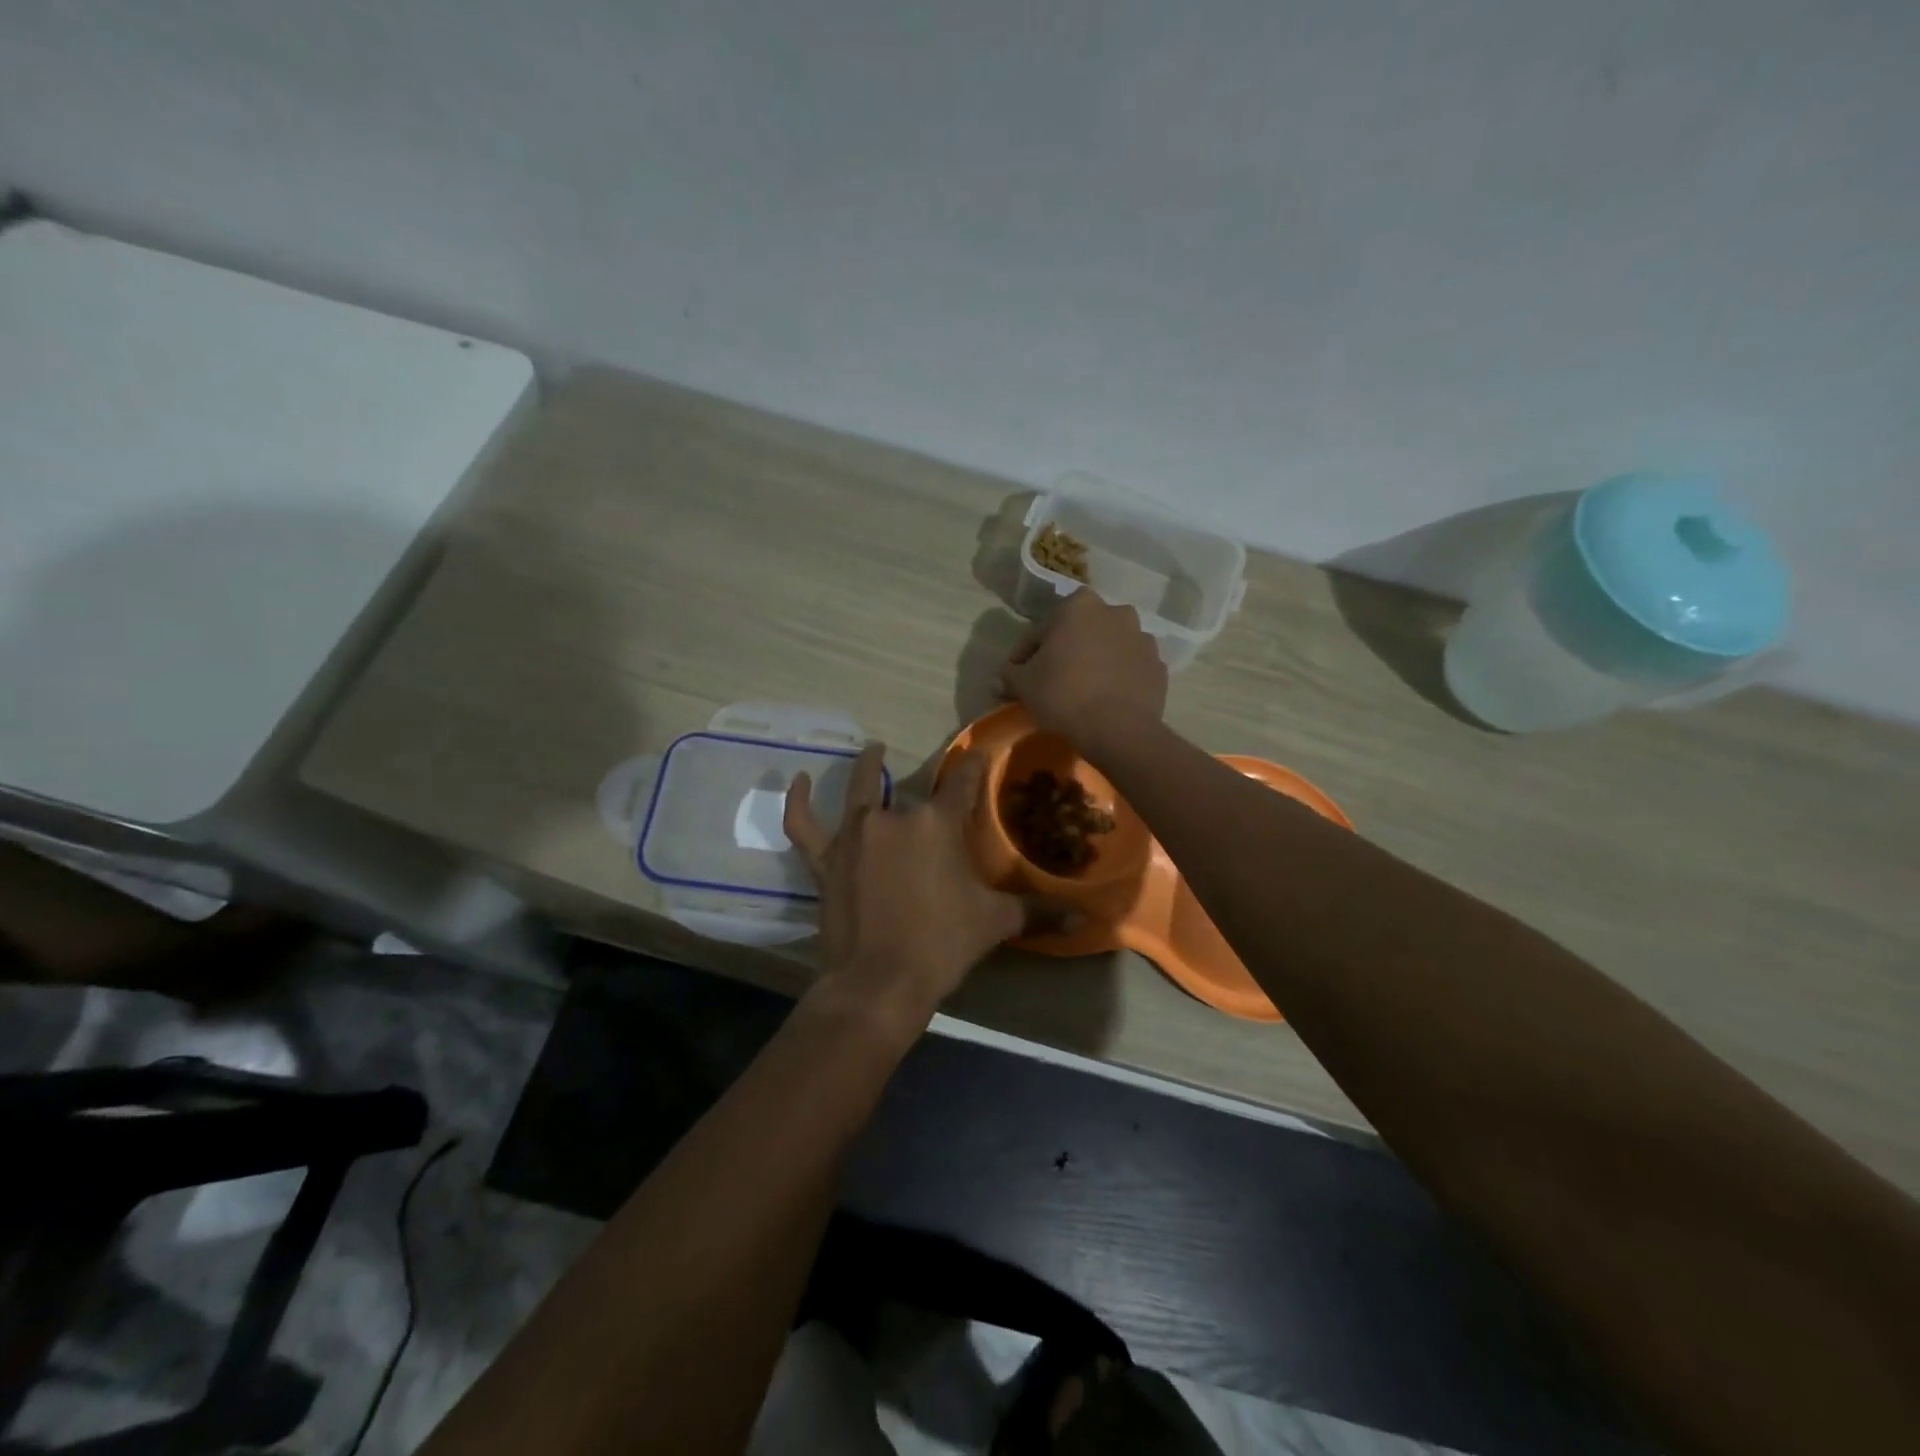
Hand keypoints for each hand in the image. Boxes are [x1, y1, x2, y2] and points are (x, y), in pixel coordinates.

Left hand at [785, 744, 1022, 1035]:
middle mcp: (894, 816)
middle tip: (937, 796)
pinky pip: (804, 823)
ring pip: (861, 792)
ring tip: (874, 751)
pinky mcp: (825, 858)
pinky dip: (799, 801)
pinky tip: (800, 781)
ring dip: (869, 768)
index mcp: (936, 823)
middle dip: (929, 791)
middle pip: (914, 791)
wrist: (878, 982)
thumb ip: (1038, 912)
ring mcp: (854, 835)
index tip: (981, 752)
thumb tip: (1086, 920)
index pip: (963, 781)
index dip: (975, 764)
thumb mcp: (995, 923)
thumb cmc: (941, 945)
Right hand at [1001, 589, 1168, 753]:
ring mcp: (1142, 639)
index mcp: (1079, 606)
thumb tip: (1001, 678)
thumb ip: (1009, 674)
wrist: (1118, 730)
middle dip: (1064, 651)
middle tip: (1049, 680)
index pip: (1039, 631)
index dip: (1023, 655)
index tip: (1016, 677)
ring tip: (1081, 690)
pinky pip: (1128, 668)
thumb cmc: (1063, 695)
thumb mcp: (1023, 684)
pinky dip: (1117, 677)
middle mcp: (1115, 612)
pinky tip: (1105, 699)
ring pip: (1107, 647)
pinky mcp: (1158, 667)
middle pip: (1078, 633)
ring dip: (1093, 661)